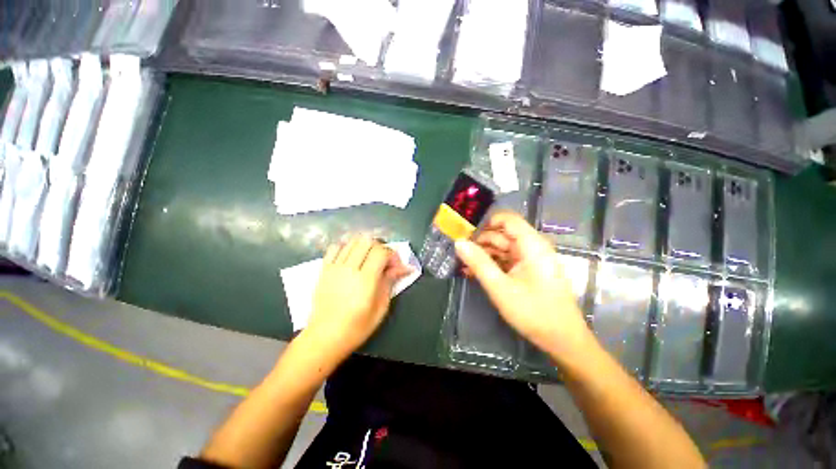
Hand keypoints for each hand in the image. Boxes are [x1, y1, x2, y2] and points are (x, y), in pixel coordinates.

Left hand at [303, 235, 411, 361]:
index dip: (393, 255)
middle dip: (381, 248)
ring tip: (369, 258)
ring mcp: (334, 267)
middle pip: (368, 241)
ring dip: (365, 245)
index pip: (381, 252)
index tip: (397, 267)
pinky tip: (351, 257)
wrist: (325, 336)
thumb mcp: (381, 308)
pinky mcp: (324, 269)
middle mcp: (349, 268)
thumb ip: (390, 282)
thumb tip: (403, 268)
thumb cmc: (356, 327)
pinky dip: (347, 247)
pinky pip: (336, 247)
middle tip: (384, 262)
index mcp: (365, 280)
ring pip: (353, 241)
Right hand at [455, 213, 594, 361]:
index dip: (485, 222)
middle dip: (479, 241)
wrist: (562, 341)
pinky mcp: (526, 271)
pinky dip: (489, 265)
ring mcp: (529, 260)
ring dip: (481, 255)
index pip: (507, 219)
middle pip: (501, 234)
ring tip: (460, 262)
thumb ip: (479, 263)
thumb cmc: (534, 312)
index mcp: (531, 245)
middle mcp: (531, 248)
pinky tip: (471, 272)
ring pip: (501, 249)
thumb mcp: (500, 287)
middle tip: (457, 249)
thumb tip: (459, 243)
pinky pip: (504, 262)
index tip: (464, 230)